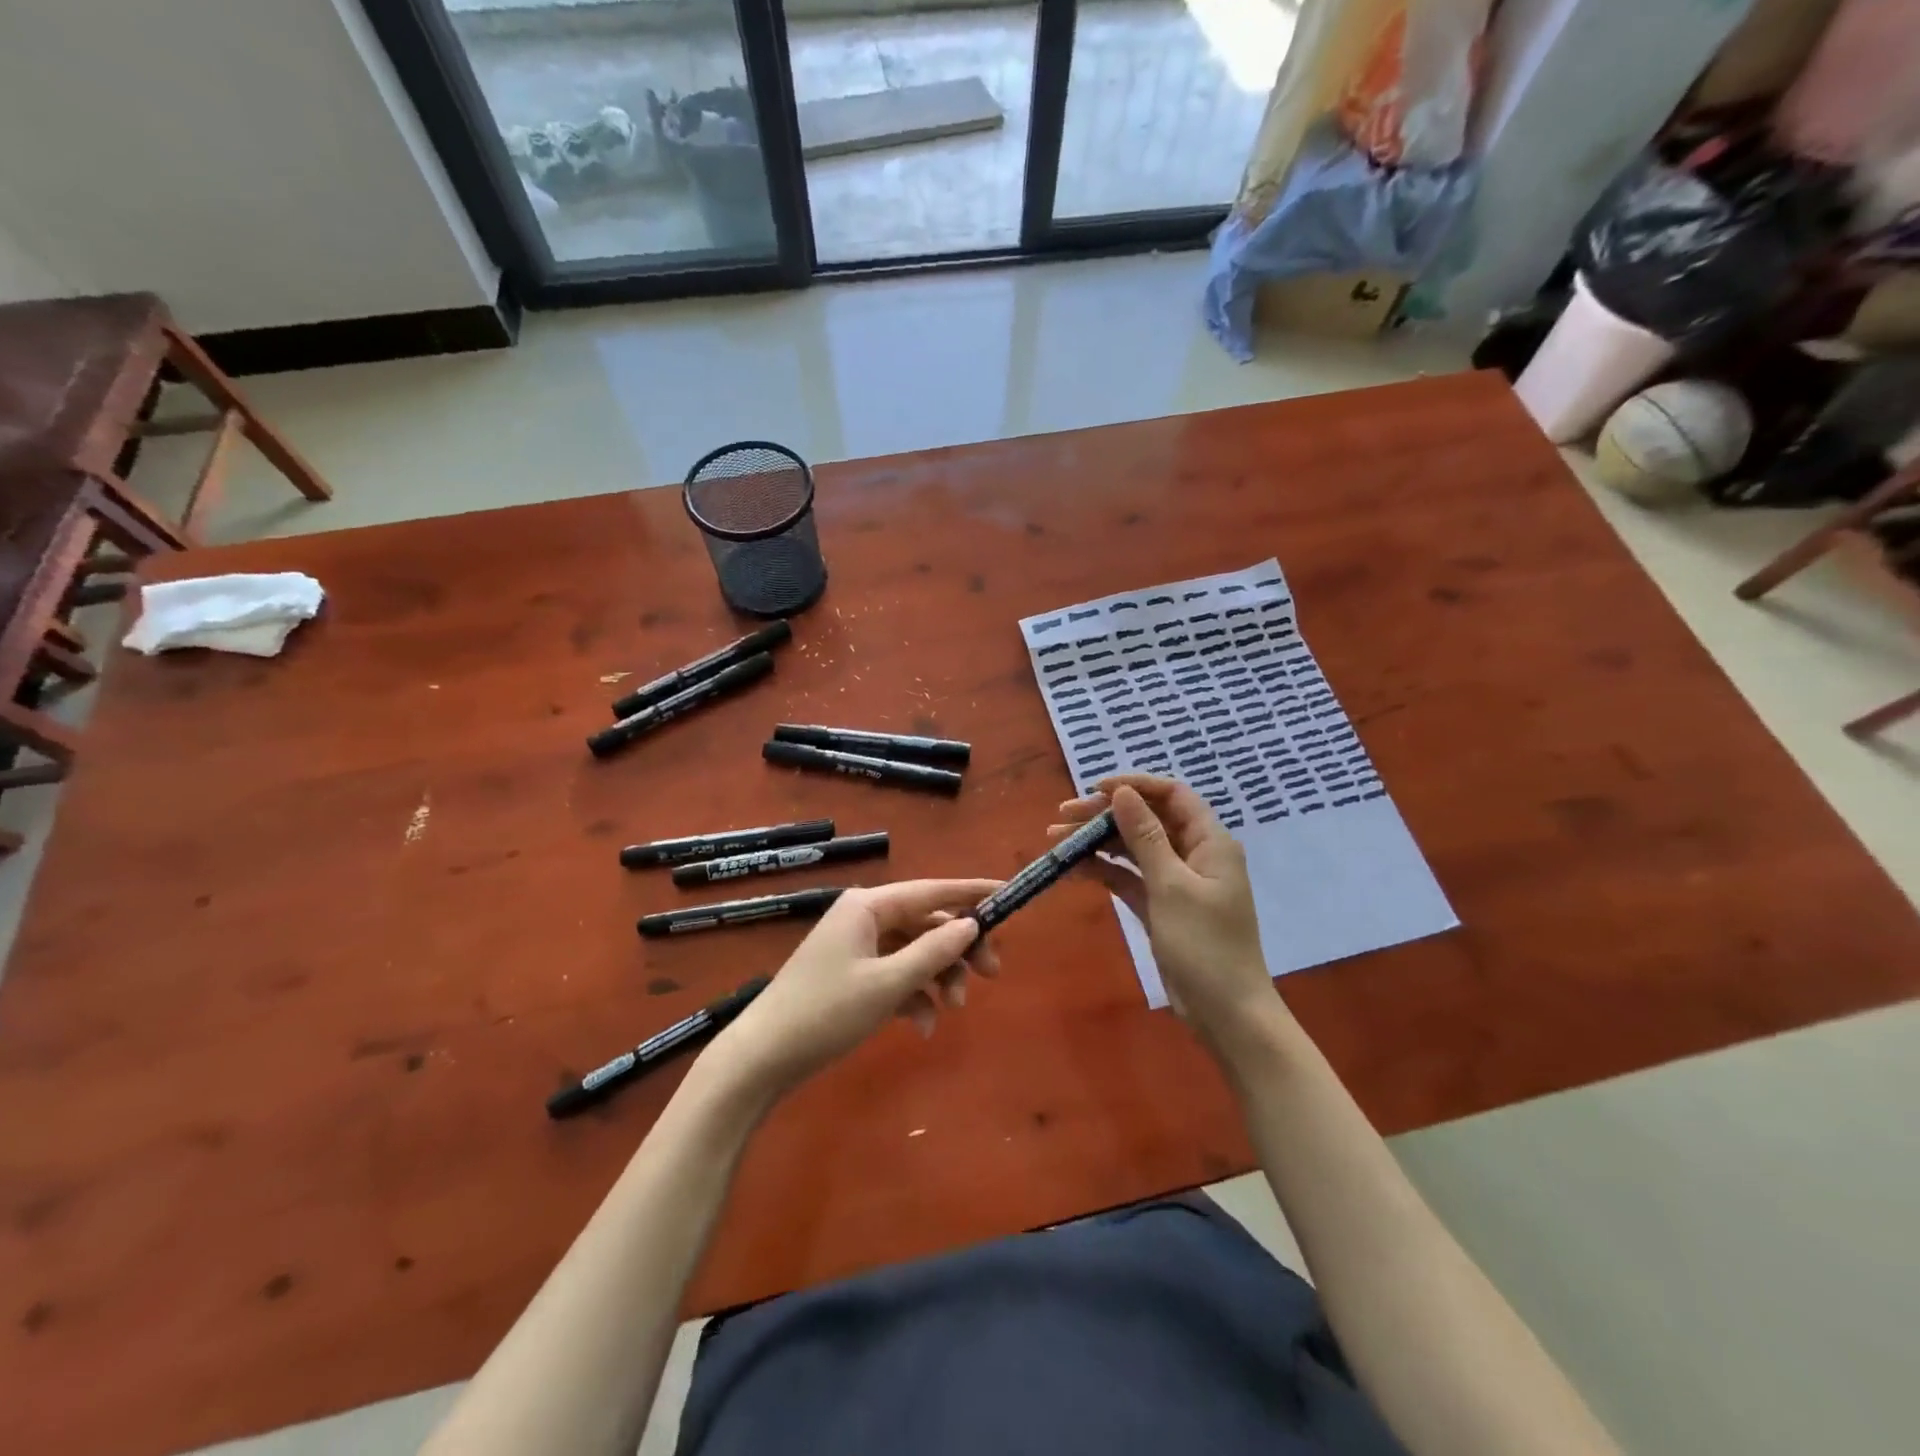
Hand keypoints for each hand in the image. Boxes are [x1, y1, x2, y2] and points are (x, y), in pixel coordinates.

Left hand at [713, 879, 1001, 1099]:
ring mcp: (858, 948)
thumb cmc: (825, 1012)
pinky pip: (896, 976)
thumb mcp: (887, 983)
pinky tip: (922, 1027)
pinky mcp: (853, 976)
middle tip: (992, 974)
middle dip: (959, 949)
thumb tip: (971, 924)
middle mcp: (864, 917)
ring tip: (954, 1010)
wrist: (763, 1058)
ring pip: (915, 952)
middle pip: (927, 923)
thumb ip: (934, 952)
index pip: (932, 890)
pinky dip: (914, 997)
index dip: (971, 893)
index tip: (1008, 894)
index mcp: (868, 905)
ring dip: (939, 978)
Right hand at [1051, 776, 1278, 1058]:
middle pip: (1147, 819)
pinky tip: (1073, 868)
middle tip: (1063, 814)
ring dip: (1098, 841)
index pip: (1172, 795)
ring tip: (1056, 838)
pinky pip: (1129, 877)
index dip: (1135, 786)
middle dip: (1106, 814)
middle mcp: (1194, 855)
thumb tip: (1122, 793)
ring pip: (1133, 848)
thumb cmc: (1205, 946)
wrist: (1226, 1014)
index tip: (1095, 789)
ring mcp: (1176, 882)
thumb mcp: (1171, 886)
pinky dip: (1104, 870)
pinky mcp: (1161, 906)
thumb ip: (1146, 836)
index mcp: (1209, 842)